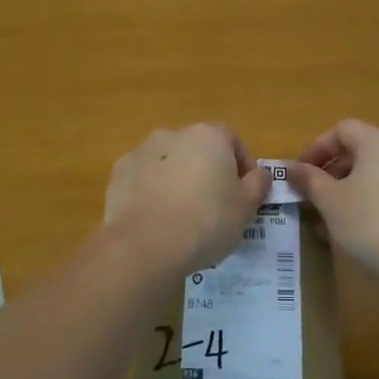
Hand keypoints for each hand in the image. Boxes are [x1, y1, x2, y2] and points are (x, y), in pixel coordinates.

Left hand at [103, 124, 269, 273]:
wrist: (146, 244)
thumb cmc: (207, 221)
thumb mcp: (246, 208)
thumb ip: (258, 184)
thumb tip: (259, 174)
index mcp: (209, 136)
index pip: (234, 142)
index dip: (242, 168)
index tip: (244, 195)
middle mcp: (174, 134)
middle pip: (199, 150)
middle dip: (207, 172)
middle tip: (214, 207)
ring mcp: (142, 151)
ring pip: (169, 162)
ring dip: (177, 180)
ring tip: (182, 216)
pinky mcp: (119, 173)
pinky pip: (143, 178)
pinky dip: (151, 191)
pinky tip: (156, 219)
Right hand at [289, 120, 378, 285]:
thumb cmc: (369, 222)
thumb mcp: (330, 200)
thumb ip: (309, 179)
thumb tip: (291, 168)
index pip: (341, 130)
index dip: (316, 148)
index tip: (299, 172)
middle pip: (358, 148)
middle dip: (330, 169)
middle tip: (310, 192)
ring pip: (372, 170)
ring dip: (346, 185)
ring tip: (327, 212)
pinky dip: (366, 196)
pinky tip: (352, 223)